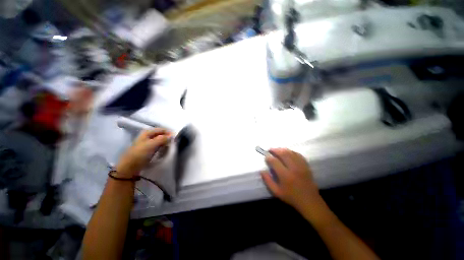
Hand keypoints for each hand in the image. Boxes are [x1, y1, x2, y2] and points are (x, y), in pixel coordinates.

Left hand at [116, 128, 170, 177]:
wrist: (129, 167)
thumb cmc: (139, 154)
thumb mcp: (152, 145)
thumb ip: (162, 139)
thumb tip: (172, 135)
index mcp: (147, 132)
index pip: (162, 129)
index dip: (169, 133)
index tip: (176, 138)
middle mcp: (147, 136)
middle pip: (161, 134)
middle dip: (167, 138)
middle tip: (173, 144)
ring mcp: (148, 143)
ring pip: (160, 140)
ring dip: (165, 143)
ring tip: (169, 147)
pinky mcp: (148, 149)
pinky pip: (158, 146)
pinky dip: (162, 147)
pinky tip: (164, 151)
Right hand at [261, 148, 321, 210]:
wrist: (309, 201)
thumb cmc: (291, 197)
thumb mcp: (276, 192)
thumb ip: (268, 181)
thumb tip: (262, 171)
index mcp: (285, 176)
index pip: (275, 162)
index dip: (269, 157)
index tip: (266, 156)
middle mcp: (293, 168)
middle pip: (283, 154)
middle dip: (275, 150)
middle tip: (270, 149)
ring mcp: (301, 166)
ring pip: (291, 153)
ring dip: (283, 149)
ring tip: (277, 149)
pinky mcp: (306, 166)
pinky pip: (298, 155)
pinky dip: (292, 152)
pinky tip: (288, 152)